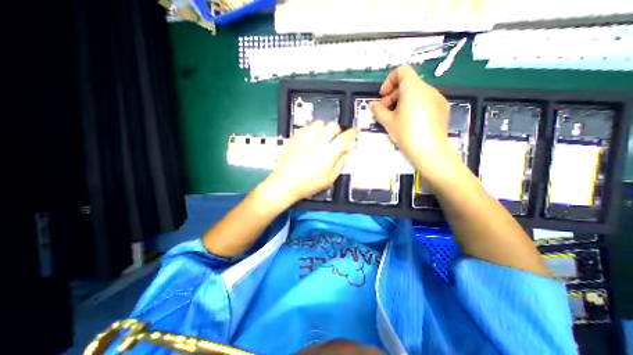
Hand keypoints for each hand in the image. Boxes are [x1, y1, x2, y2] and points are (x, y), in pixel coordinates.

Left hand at [260, 121, 357, 206]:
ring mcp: (305, 138)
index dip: (352, 133)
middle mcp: (318, 142)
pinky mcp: (295, 137)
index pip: (345, 137)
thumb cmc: (308, 184)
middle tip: (335, 141)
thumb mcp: (329, 179)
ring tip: (322, 139)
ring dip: (325, 129)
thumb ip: (340, 163)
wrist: (285, 183)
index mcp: (328, 153)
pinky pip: (308, 126)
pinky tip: (311, 140)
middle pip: (333, 126)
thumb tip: (346, 152)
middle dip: (338, 131)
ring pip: (320, 123)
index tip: (355, 131)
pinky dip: (313, 130)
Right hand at [372, 65, 454, 169]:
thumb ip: (378, 110)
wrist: (429, 150)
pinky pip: (425, 101)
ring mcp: (438, 98)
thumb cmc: (406, 133)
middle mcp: (428, 89)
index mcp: (414, 88)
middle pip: (408, 83)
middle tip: (385, 110)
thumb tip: (372, 104)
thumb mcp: (388, 121)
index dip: (389, 81)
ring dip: (403, 101)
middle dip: (393, 95)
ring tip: (396, 118)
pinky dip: (414, 106)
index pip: (402, 71)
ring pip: (416, 93)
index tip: (383, 95)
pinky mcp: (442, 109)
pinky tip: (410, 122)